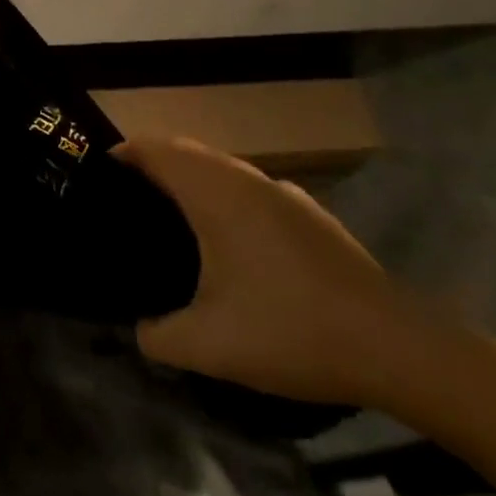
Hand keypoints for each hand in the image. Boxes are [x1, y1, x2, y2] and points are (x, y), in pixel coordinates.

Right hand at [118, 136, 437, 409]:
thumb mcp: (209, 346)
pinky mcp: (309, 214)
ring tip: (171, 223)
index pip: (154, 148)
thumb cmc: (291, 330)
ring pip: (220, 168)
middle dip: (150, 167)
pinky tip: (230, 247)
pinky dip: (224, 199)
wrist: (397, 347)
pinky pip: (249, 189)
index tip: (98, 182)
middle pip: (184, 151)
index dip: (121, 155)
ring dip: (189, 181)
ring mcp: (283, 193)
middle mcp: (245, 179)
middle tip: (125, 206)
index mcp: (213, 192)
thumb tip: (140, 329)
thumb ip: (157, 335)